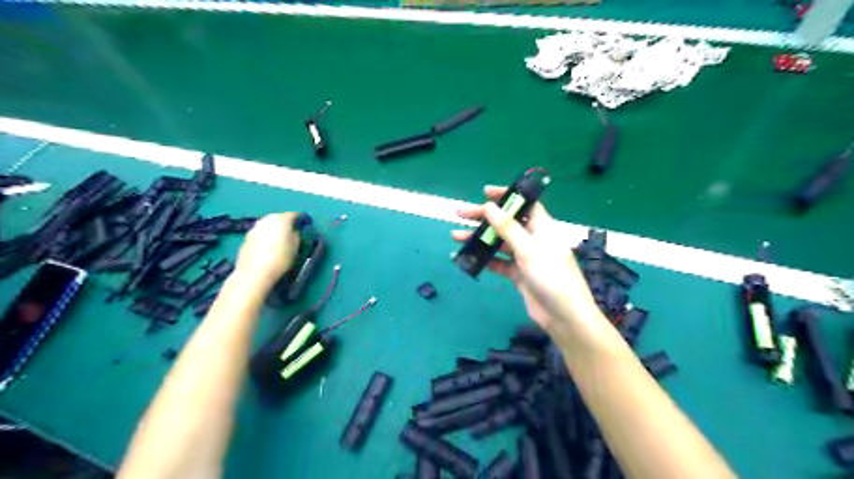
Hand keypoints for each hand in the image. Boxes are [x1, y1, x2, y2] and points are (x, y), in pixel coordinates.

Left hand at [232, 214, 299, 288]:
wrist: (254, 273)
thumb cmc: (280, 259)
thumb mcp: (296, 247)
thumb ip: (296, 235)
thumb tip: (294, 231)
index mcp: (281, 219)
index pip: (293, 214)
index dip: (300, 219)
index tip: (304, 225)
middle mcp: (266, 220)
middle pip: (278, 217)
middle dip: (285, 223)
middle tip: (291, 232)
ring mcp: (254, 228)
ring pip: (267, 224)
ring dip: (273, 229)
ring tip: (279, 240)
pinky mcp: (246, 237)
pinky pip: (260, 233)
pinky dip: (265, 236)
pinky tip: (267, 247)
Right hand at [449, 186, 595, 330]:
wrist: (564, 317)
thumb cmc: (551, 277)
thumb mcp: (529, 250)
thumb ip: (508, 229)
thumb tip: (489, 206)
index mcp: (542, 228)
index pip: (524, 204)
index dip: (506, 196)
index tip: (484, 192)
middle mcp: (533, 239)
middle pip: (506, 223)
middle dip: (483, 217)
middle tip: (459, 213)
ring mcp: (525, 258)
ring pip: (499, 243)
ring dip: (479, 239)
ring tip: (455, 235)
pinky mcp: (518, 274)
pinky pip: (498, 262)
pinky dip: (483, 259)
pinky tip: (464, 258)